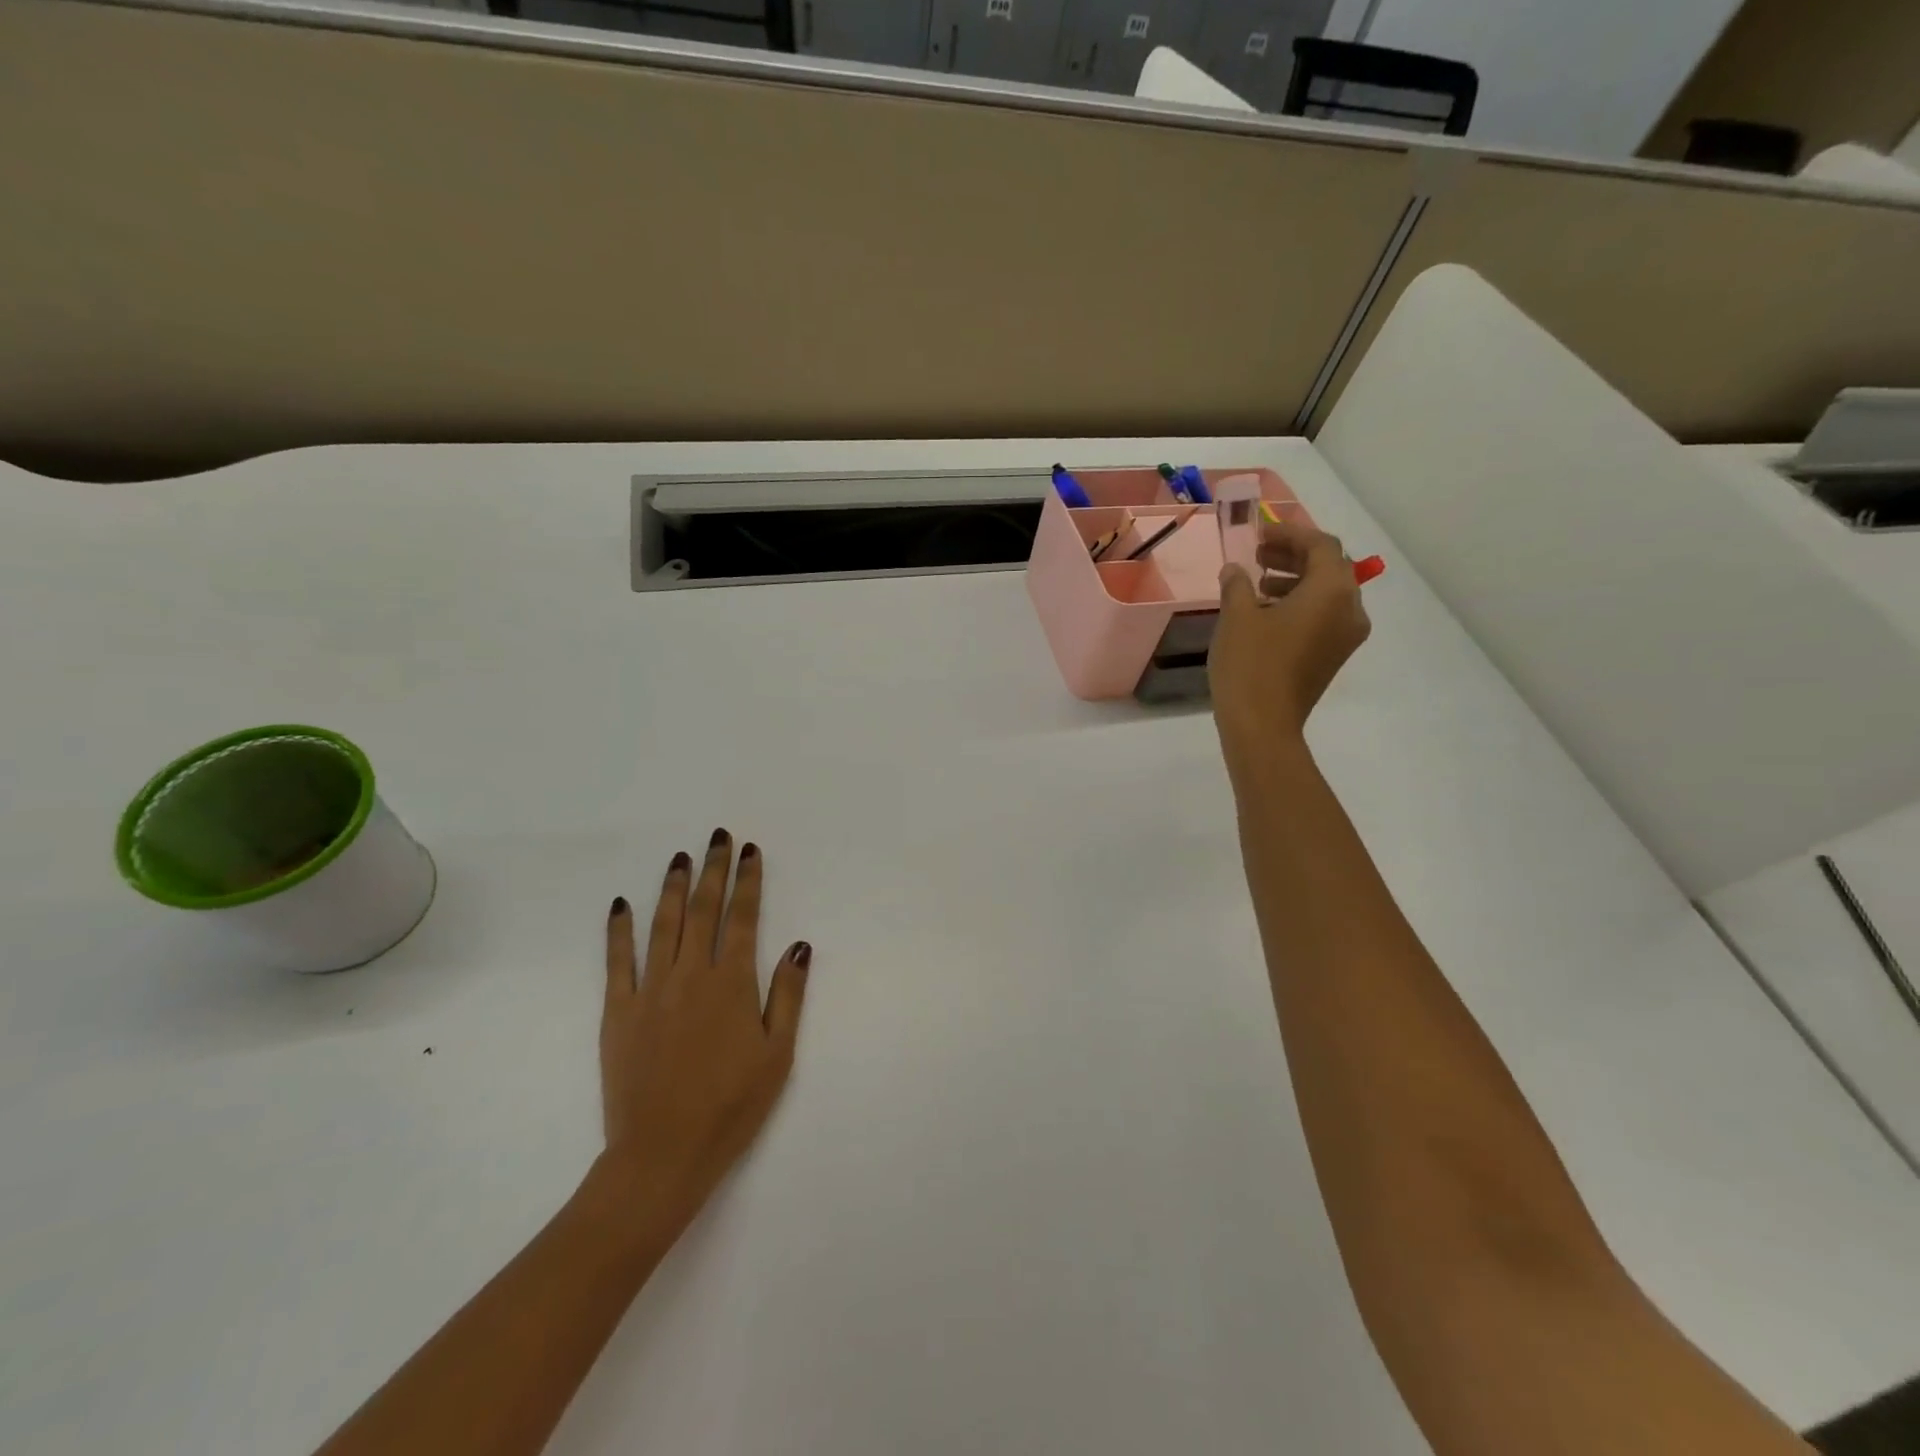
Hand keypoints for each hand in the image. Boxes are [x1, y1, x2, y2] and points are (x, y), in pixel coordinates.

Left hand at [599, 831, 810, 1241]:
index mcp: (733, 984)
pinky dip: (619, 930)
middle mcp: (692, 975)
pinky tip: (621, 905)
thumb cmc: (732, 1106)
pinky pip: (618, 961)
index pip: (744, 918)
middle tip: (718, 837)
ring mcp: (651, 990)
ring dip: (672, 887)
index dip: (748, 881)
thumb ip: (788, 995)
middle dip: (713, 870)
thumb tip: (799, 945)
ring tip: (680, 857)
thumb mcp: (777, 1054)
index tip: (750, 851)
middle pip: (704, 910)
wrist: (663, 1154)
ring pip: (663, 925)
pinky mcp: (619, 1012)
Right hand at [1209, 518, 1370, 773]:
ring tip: (1258, 583)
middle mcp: (1350, 608)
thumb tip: (1235, 570)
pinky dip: (1300, 604)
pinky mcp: (1334, 655)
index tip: (1259, 534)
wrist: (1263, 725)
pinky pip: (1324, 616)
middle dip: (1293, 556)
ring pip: (1327, 593)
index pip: (1320, 545)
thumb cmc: (1251, 664)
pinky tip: (1266, 612)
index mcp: (1333, 590)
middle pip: (1329, 567)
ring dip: (1295, 580)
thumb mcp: (1237, 616)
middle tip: (1258, 554)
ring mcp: (1346, 635)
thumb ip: (1238, 584)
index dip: (1290, 533)